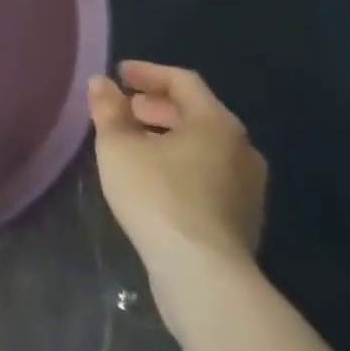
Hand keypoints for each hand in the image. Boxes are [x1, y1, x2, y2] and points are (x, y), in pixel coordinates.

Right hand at [89, 61, 267, 295]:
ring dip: (167, 136)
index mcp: (216, 123)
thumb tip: (101, 82)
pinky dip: (180, 163)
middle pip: (195, 113)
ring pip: (203, 146)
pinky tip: (153, 179)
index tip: (119, 74)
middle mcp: (241, 149)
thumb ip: (108, 109)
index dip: (148, 73)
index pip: (182, 81)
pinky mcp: (242, 219)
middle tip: (124, 109)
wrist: (204, 277)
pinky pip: (209, 174)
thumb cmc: (158, 196)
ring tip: (132, 144)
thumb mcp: (118, 146)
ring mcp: (248, 187)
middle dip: (156, 107)